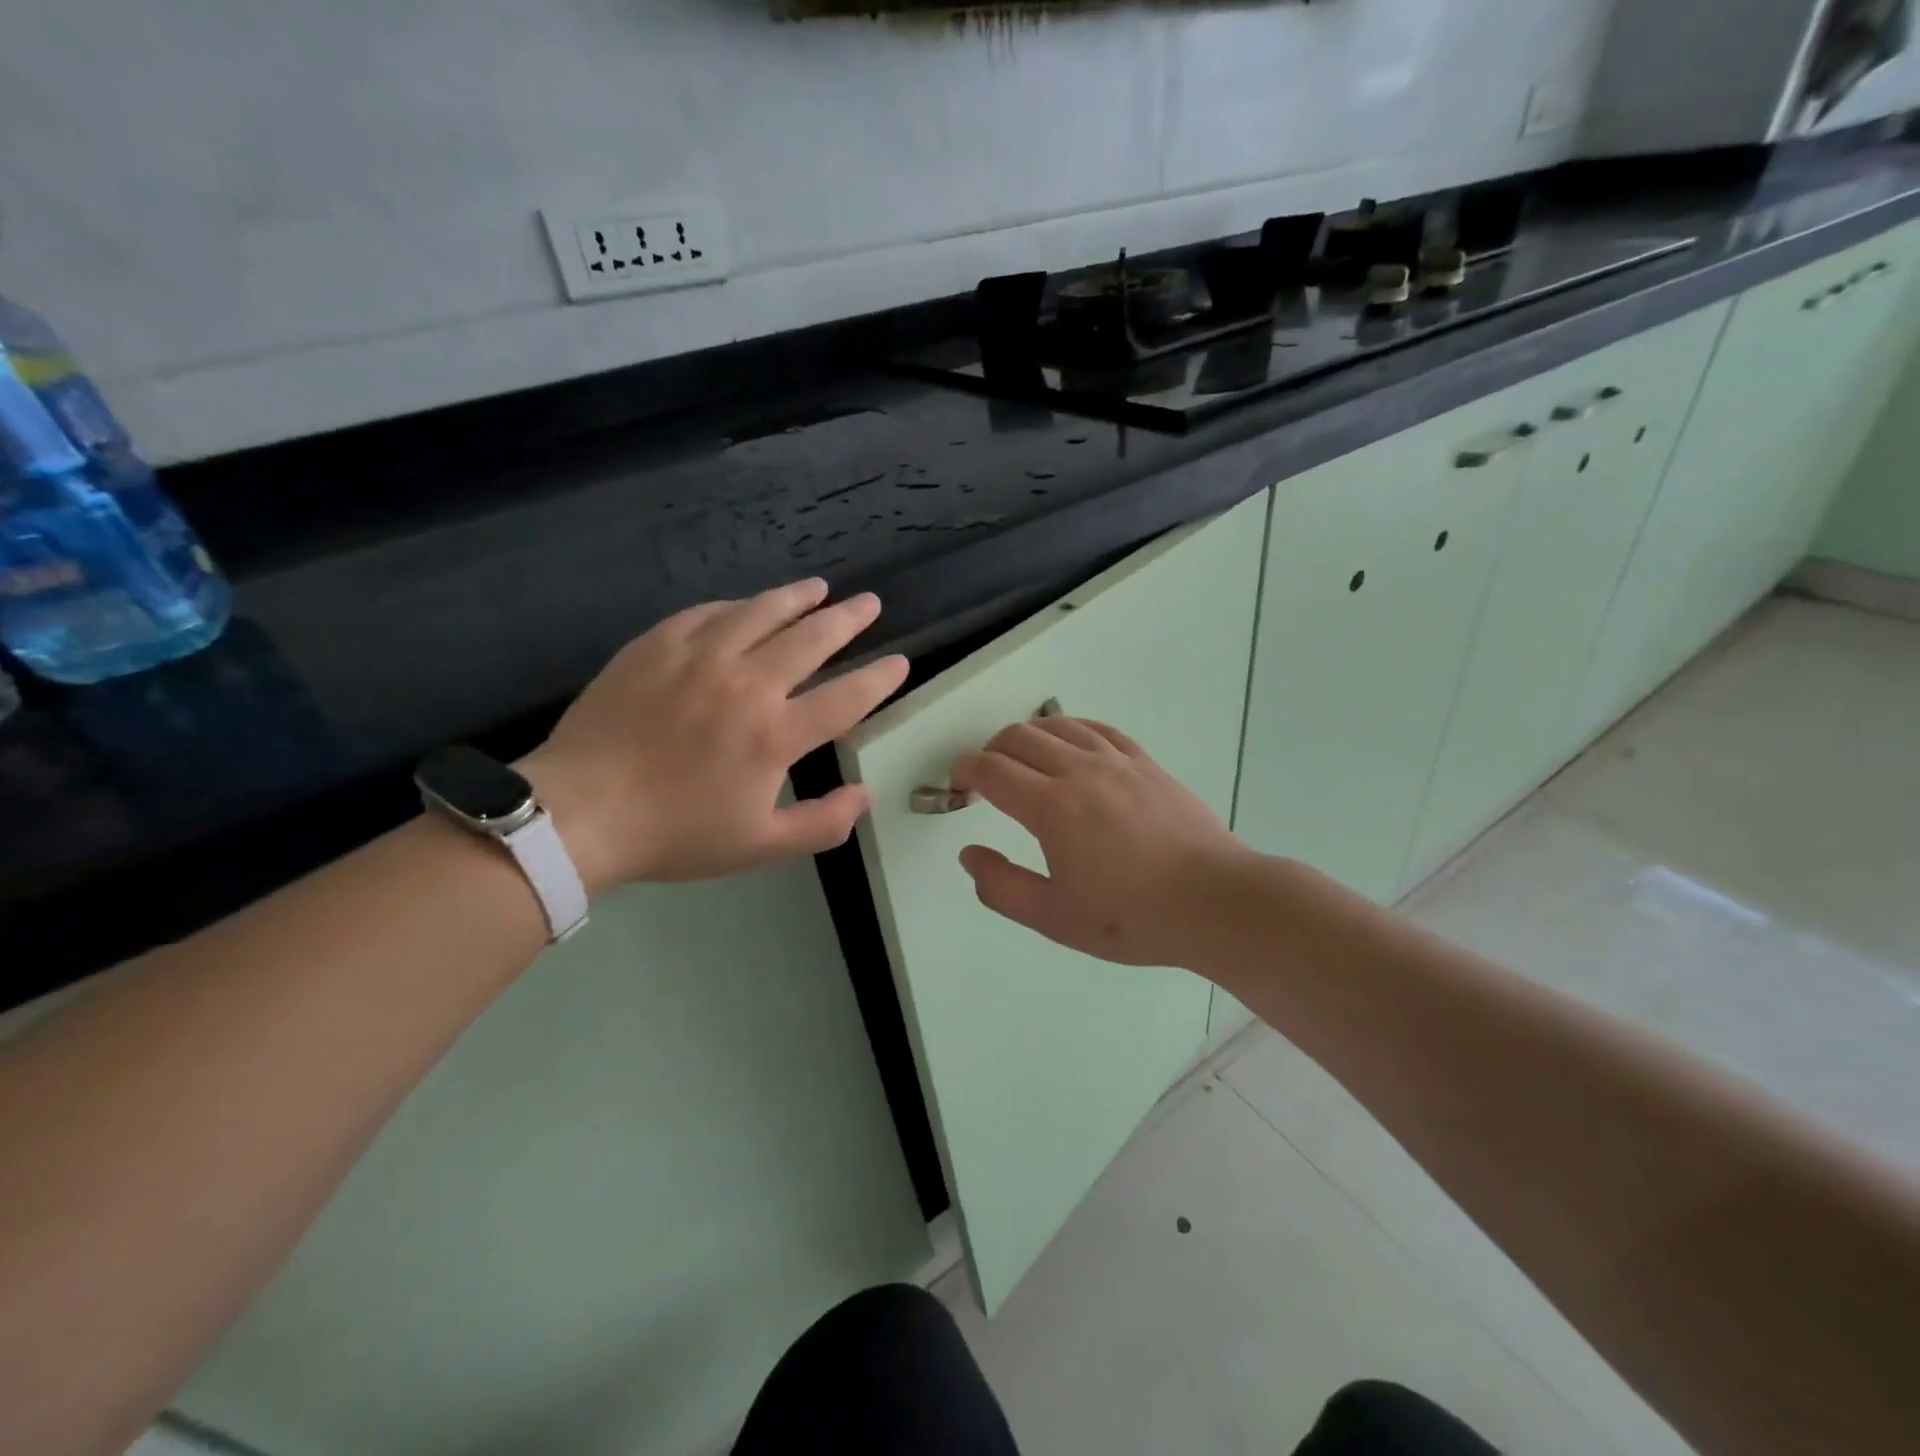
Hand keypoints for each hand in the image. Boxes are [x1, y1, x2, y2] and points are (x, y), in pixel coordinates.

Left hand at [520, 579, 907, 889]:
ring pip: (761, 612)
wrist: (580, 813)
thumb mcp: (759, 846)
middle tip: (869, 604)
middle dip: (848, 619)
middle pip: (811, 639)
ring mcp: (699, 657)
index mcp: (775, 735)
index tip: (900, 661)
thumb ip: (821, 824)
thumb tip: (866, 796)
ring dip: (797, 597)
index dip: (880, 678)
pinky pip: (707, 613)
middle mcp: (747, 684)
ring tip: (819, 587)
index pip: (846, 697)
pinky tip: (745, 605)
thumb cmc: (675, 834)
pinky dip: (736, 606)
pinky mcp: (657, 645)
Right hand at [950, 716, 1254, 967]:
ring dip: (1028, 736)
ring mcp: (1117, 761)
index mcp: (1051, 807)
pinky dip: (1071, 729)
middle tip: (986, 780)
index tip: (958, 786)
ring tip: (1023, 760)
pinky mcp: (1146, 763)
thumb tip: (969, 854)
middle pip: (1019, 737)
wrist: (1213, 901)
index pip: (992, 770)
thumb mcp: (1054, 917)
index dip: (964, 772)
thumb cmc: (1131, 917)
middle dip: (990, 751)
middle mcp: (1080, 771)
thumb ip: (1001, 887)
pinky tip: (1070, 744)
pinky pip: (1099, 728)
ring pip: (1058, 725)